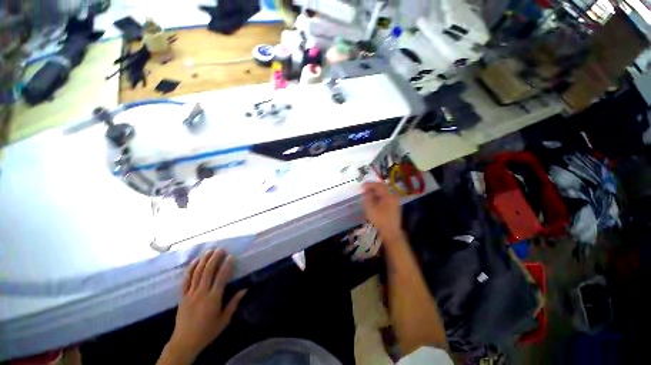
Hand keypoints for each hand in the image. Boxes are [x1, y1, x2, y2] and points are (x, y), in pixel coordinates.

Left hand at [166, 250, 245, 362]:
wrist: (185, 343)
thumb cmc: (207, 332)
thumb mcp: (224, 320)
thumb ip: (234, 303)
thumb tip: (245, 289)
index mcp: (213, 299)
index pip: (221, 277)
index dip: (227, 265)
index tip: (232, 256)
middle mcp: (201, 293)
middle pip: (208, 272)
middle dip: (215, 259)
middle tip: (221, 249)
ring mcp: (190, 294)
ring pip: (197, 273)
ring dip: (204, 260)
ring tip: (209, 251)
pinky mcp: (182, 296)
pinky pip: (186, 280)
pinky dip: (190, 269)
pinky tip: (194, 261)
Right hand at [362, 182, 402, 242]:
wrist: (391, 232)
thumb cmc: (380, 220)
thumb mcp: (370, 209)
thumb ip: (367, 198)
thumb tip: (365, 191)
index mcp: (389, 195)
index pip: (378, 185)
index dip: (369, 184)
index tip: (361, 186)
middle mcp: (393, 195)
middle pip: (382, 187)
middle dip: (372, 186)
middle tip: (364, 188)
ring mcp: (394, 200)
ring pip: (384, 191)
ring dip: (375, 191)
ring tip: (367, 193)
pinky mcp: (394, 204)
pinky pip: (386, 196)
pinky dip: (379, 195)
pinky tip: (373, 198)